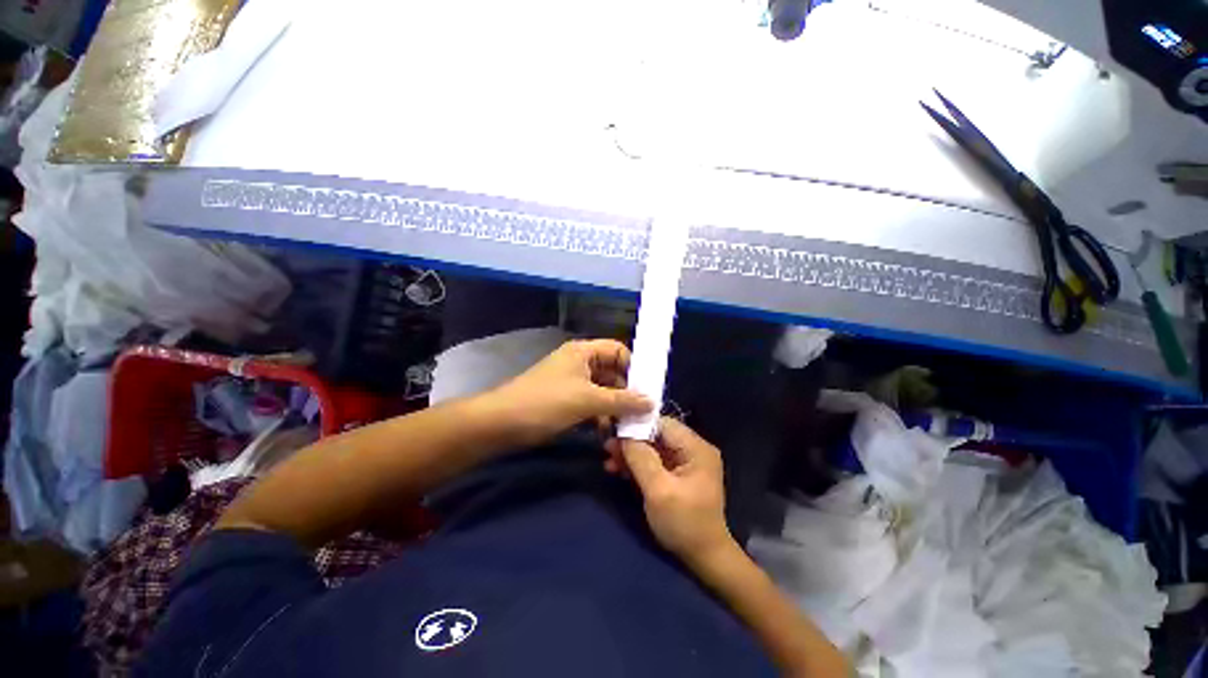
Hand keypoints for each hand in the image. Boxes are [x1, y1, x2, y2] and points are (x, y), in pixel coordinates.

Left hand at [488, 339, 652, 447]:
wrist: (501, 424)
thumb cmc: (546, 402)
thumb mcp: (588, 400)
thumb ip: (622, 400)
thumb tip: (651, 401)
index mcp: (584, 352)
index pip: (618, 351)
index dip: (634, 367)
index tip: (648, 390)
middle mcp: (580, 362)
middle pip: (613, 372)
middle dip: (627, 392)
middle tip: (642, 413)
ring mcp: (572, 382)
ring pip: (603, 390)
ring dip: (615, 407)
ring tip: (627, 427)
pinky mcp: (566, 400)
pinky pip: (591, 403)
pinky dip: (601, 415)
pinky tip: (607, 433)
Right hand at [611, 417, 734, 562]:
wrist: (704, 559)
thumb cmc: (684, 523)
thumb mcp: (659, 491)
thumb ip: (641, 458)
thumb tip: (624, 435)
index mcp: (696, 448)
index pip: (663, 423)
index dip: (637, 424)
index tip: (614, 429)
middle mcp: (693, 449)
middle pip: (657, 435)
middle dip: (632, 441)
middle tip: (607, 447)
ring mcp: (686, 462)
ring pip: (654, 448)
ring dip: (632, 453)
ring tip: (608, 460)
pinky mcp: (678, 475)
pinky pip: (656, 462)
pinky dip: (638, 465)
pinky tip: (619, 470)